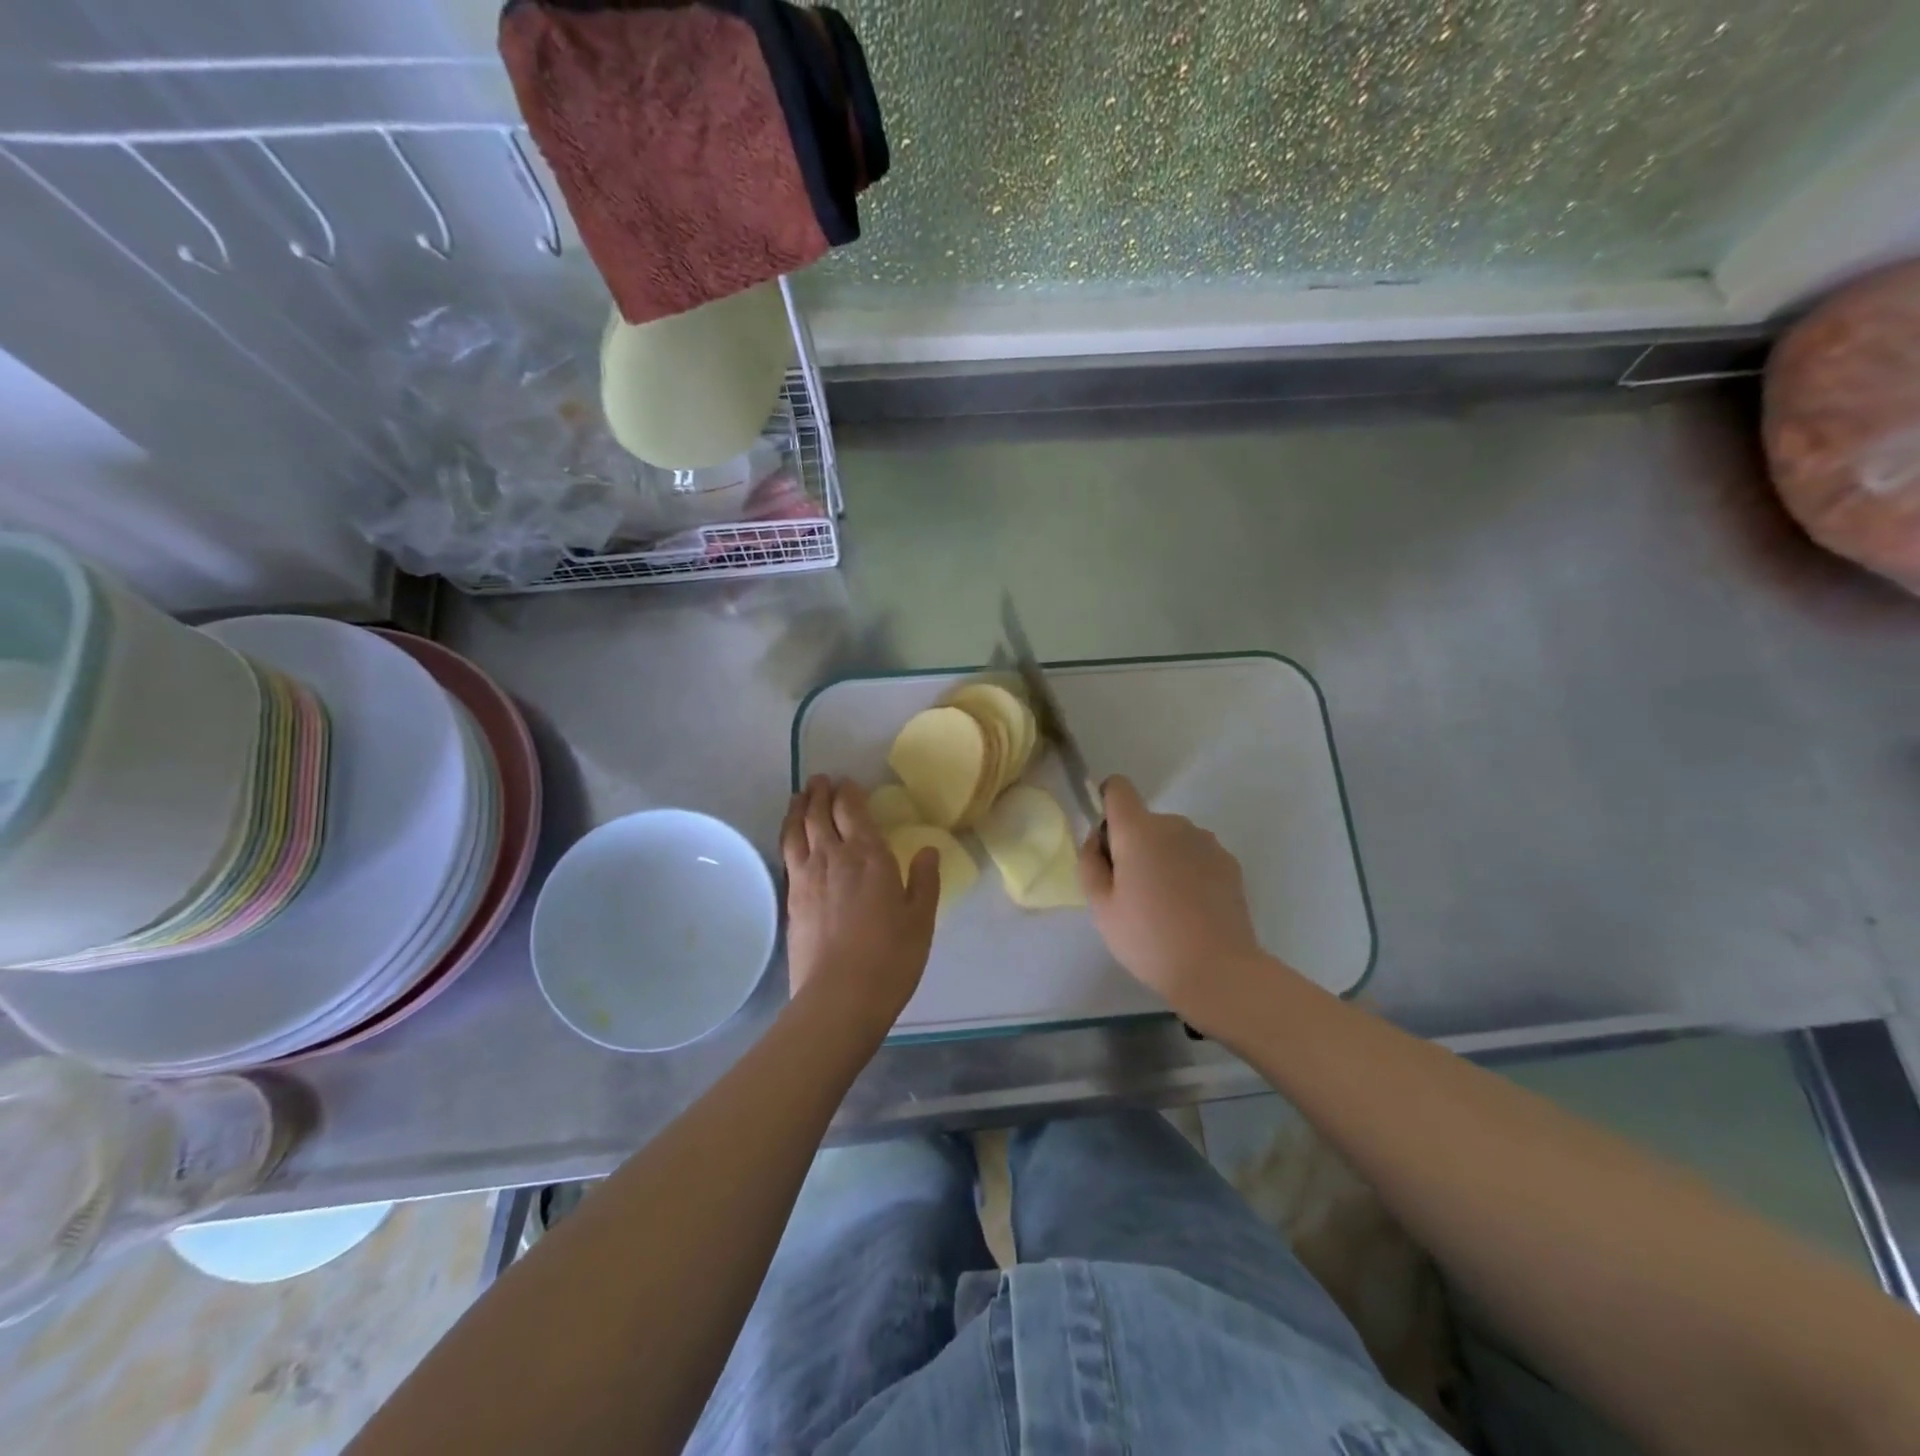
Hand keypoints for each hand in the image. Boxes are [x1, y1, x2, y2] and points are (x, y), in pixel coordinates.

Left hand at [780, 776, 938, 1036]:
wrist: (840, 997)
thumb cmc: (890, 958)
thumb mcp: (921, 920)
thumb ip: (924, 881)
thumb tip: (929, 850)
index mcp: (869, 856)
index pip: (853, 811)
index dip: (849, 793)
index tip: (848, 782)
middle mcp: (833, 857)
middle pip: (819, 814)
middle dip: (820, 793)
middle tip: (821, 780)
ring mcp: (806, 877)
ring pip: (796, 830)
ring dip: (798, 808)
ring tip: (800, 797)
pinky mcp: (790, 899)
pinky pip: (786, 854)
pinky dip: (788, 835)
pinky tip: (792, 838)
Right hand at [1078, 775, 1280, 1034]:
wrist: (1218, 969)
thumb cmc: (1148, 939)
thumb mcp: (1101, 907)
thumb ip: (1090, 863)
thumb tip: (1097, 839)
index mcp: (1138, 830)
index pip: (1118, 788)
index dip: (1107, 804)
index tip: (1108, 841)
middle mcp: (1175, 824)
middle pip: (1144, 820)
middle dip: (1133, 844)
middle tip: (1131, 892)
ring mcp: (1206, 842)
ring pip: (1172, 839)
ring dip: (1162, 857)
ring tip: (1164, 905)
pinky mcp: (1229, 862)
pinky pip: (1196, 855)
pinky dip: (1188, 871)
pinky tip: (1190, 909)